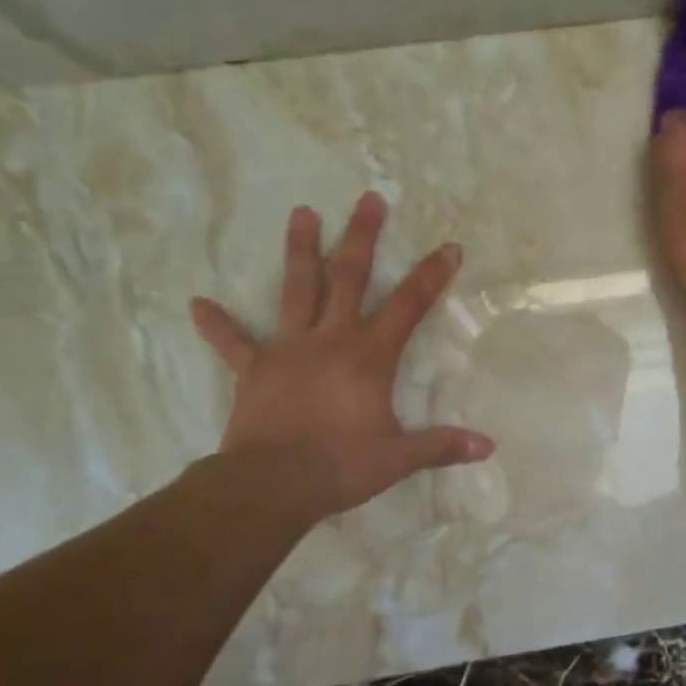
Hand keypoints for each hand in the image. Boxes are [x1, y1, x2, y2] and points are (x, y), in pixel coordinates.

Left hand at [190, 193, 493, 528]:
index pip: (408, 306)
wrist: (272, 485)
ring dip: (300, 250)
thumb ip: (442, 446)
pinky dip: (217, 325)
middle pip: (348, 277)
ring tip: (302, 212)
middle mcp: (330, 340)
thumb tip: (488, 447)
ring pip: (296, 290)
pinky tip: (197, 305)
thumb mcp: (398, 458)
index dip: (432, 276)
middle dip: (362, 237)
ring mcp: (287, 350)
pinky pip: (233, 344)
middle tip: (369, 200)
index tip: (449, 247)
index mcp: (368, 356)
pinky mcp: (254, 370)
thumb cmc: (340, 466)